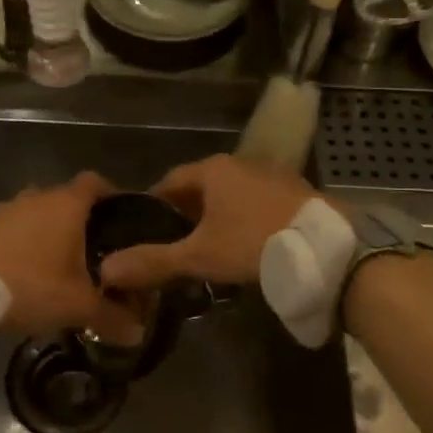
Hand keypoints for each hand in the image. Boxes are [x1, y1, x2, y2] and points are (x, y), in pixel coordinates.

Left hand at [0, 172, 141, 342]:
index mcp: (66, 204)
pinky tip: (27, 269)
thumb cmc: (30, 284)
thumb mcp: (77, 306)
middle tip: (95, 250)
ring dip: (49, 231)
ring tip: (60, 262)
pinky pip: (15, 227)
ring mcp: (8, 208)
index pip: (96, 182)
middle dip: (81, 220)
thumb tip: (139, 334)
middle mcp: (38, 196)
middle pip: (67, 199)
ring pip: (38, 213)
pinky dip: (25, 241)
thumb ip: (111, 316)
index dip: (111, 195)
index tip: (122, 216)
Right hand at [99, 154, 317, 291]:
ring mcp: (272, 175)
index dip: (153, 204)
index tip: (143, 228)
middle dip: (185, 213)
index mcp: (212, 170)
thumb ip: (153, 261)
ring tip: (209, 249)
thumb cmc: (254, 243)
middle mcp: (241, 163)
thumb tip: (105, 269)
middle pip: (201, 187)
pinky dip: (244, 220)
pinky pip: (257, 203)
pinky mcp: (296, 193)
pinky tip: (247, 246)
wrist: (327, 249)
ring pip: (231, 195)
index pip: (170, 181)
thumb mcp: (199, 256)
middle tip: (174, 245)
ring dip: (217, 217)